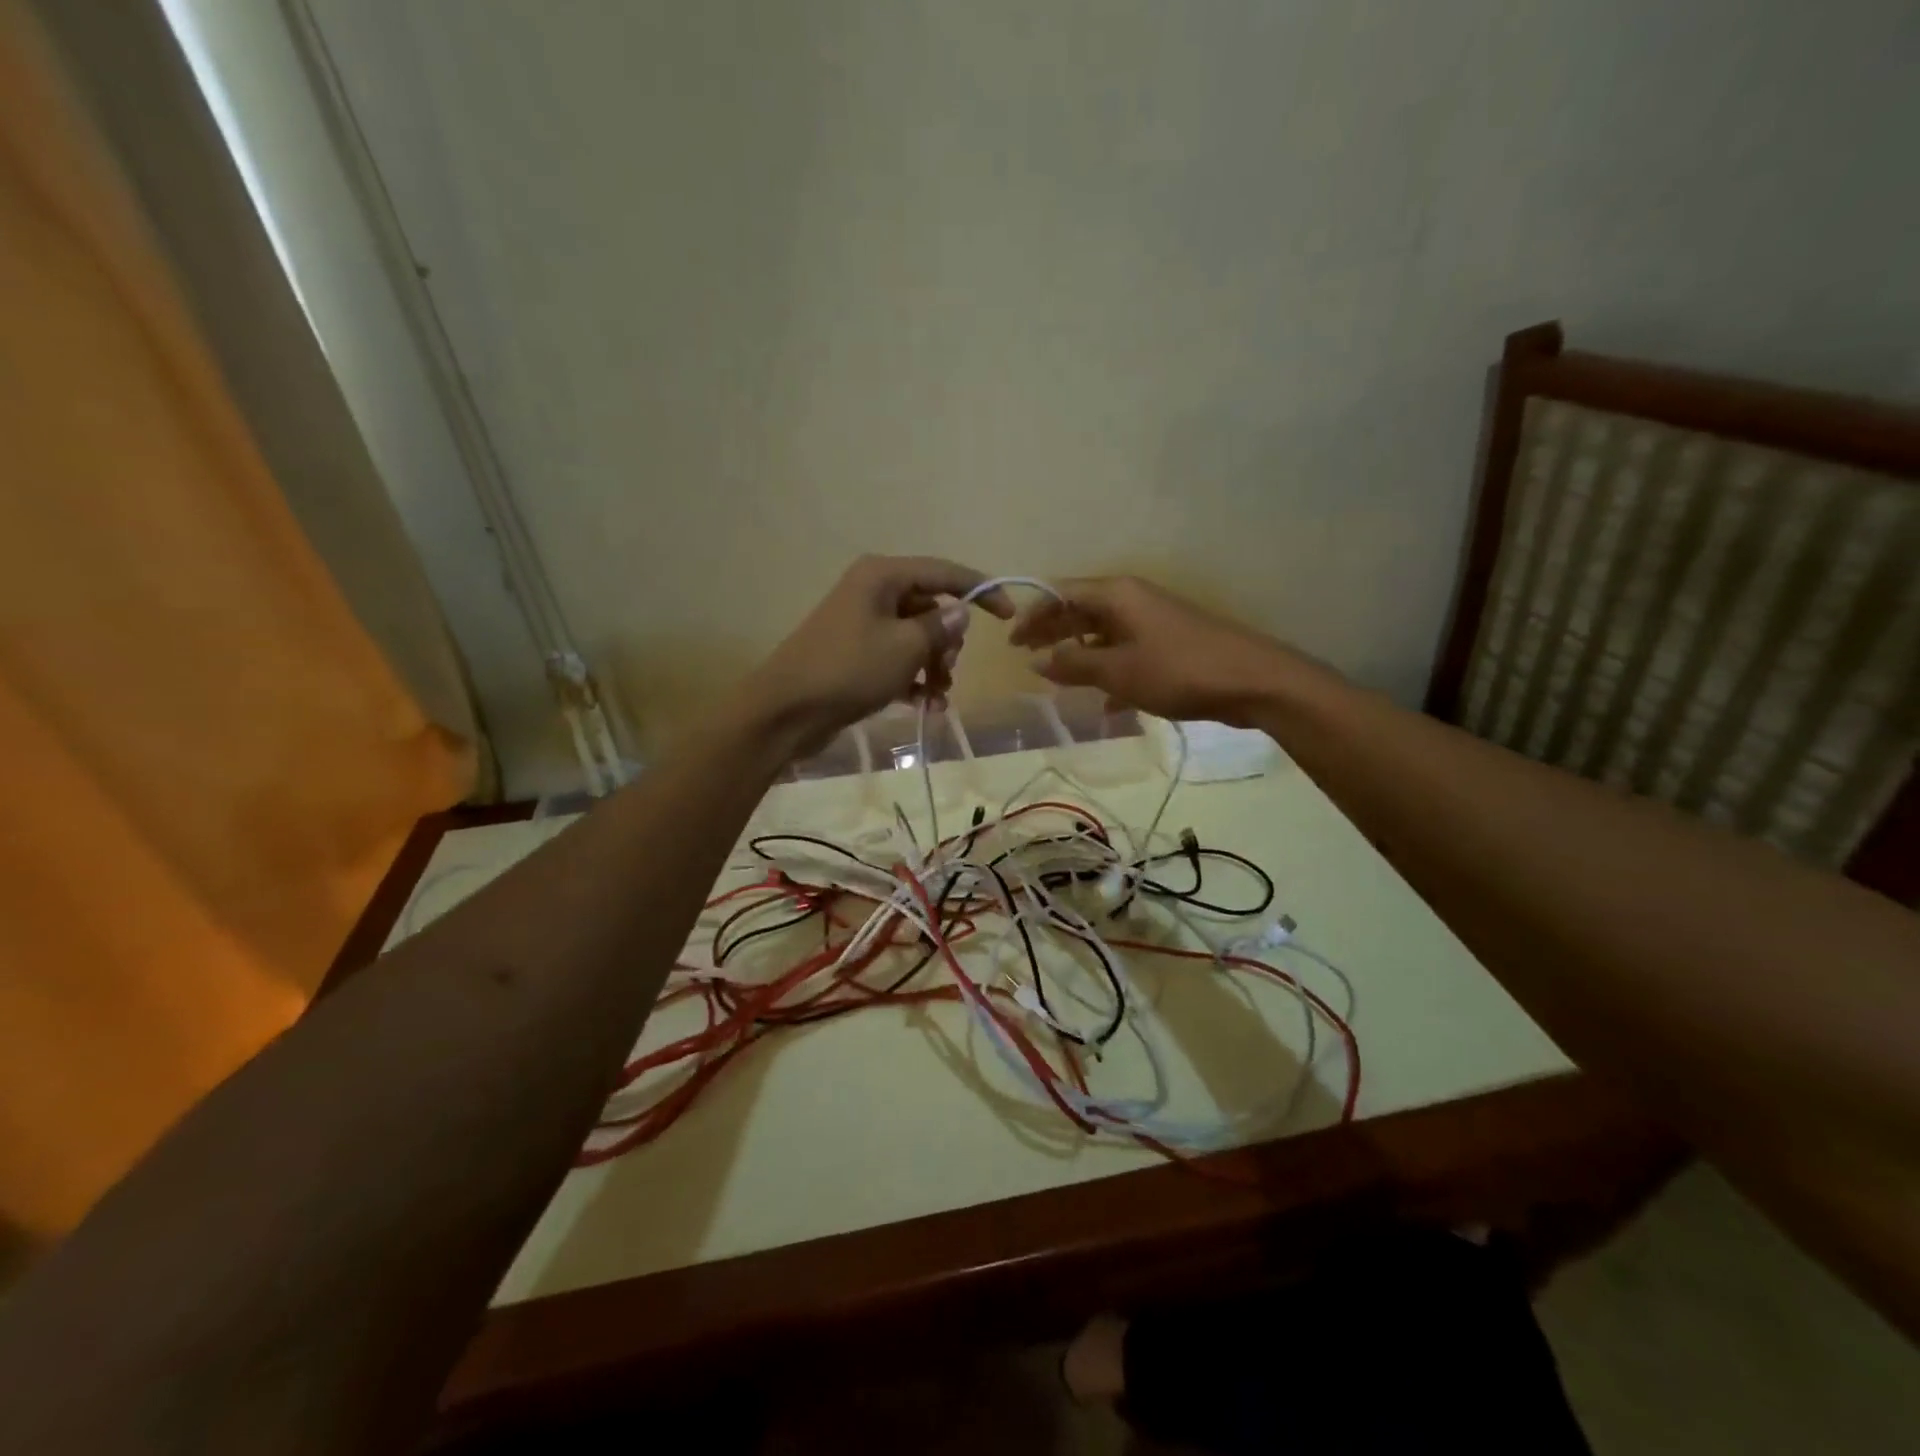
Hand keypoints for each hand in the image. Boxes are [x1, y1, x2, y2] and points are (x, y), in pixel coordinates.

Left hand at [741, 555, 1013, 754]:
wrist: (787, 711)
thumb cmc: (849, 670)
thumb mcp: (905, 647)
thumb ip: (939, 627)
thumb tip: (958, 613)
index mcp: (882, 576)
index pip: (944, 573)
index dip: (981, 590)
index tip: (1008, 616)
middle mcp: (872, 592)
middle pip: (930, 608)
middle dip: (947, 642)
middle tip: (947, 670)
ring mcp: (862, 624)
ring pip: (915, 638)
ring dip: (934, 666)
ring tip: (938, 697)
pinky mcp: (855, 655)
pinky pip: (897, 659)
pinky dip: (914, 679)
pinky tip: (926, 706)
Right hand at [1010, 576, 1328, 725]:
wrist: (1253, 681)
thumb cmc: (1178, 670)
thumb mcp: (1117, 670)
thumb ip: (1073, 665)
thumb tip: (1036, 661)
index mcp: (1117, 595)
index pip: (1062, 594)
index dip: (1033, 615)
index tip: (1011, 642)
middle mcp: (1133, 601)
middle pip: (1081, 611)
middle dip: (1052, 633)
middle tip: (1025, 656)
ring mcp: (1154, 623)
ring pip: (1104, 635)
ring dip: (1080, 656)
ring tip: (1057, 680)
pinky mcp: (1170, 646)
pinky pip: (1128, 655)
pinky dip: (1111, 674)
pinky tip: (1105, 705)